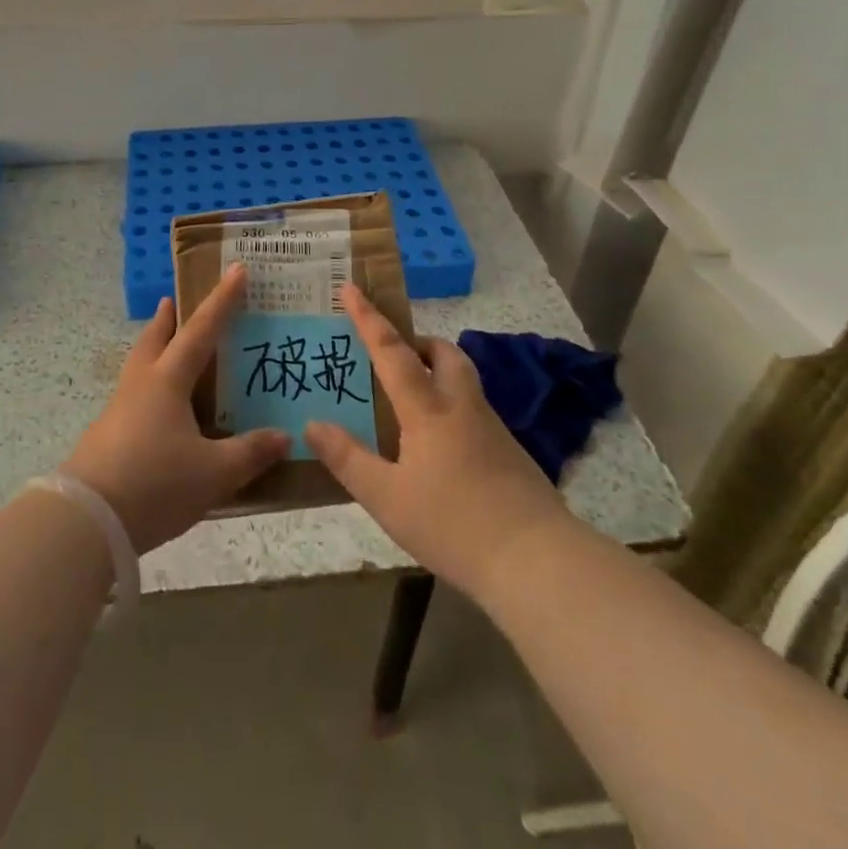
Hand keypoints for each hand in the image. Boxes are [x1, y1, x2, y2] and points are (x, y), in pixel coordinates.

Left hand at [62, 264, 290, 553]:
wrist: (87, 520)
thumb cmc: (155, 484)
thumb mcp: (213, 473)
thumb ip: (250, 453)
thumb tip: (284, 436)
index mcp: (167, 381)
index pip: (200, 330)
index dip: (222, 301)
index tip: (236, 270)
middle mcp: (140, 385)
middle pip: (154, 339)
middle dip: (168, 318)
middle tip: (175, 301)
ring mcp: (118, 410)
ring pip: (138, 365)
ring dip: (153, 348)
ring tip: (166, 348)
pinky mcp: (106, 435)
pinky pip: (133, 395)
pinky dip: (148, 386)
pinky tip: (158, 409)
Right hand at [304, 283, 568, 605]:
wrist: (536, 560)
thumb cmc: (452, 524)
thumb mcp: (386, 498)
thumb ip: (347, 459)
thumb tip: (311, 424)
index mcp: (428, 409)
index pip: (392, 351)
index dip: (368, 318)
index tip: (350, 287)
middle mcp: (462, 406)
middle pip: (444, 353)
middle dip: (418, 343)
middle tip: (394, 356)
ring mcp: (492, 427)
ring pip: (463, 379)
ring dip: (438, 371)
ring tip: (412, 399)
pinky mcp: (510, 452)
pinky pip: (474, 409)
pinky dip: (452, 406)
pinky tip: (441, 445)